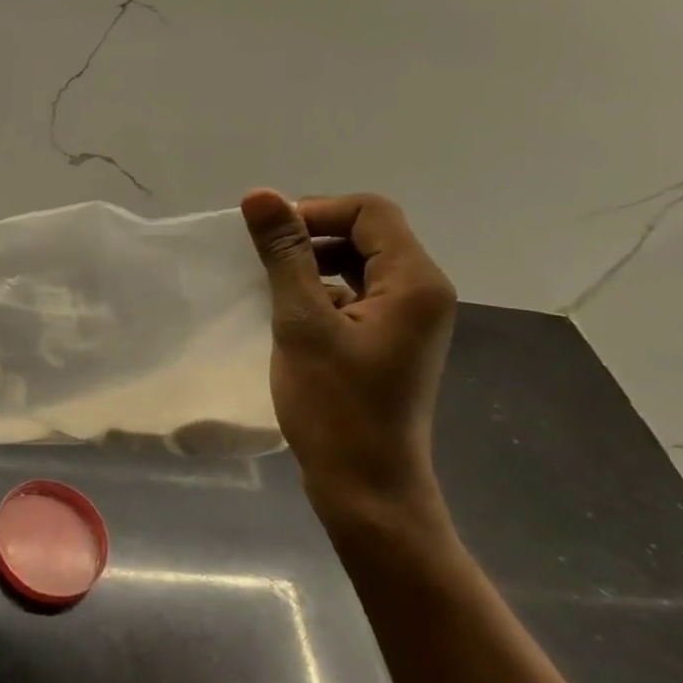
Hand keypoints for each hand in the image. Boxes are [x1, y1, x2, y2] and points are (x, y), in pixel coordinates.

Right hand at [240, 190, 457, 535]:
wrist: (366, 488)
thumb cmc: (335, 406)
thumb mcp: (302, 323)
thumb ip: (284, 255)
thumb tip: (260, 195)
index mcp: (414, 282)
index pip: (369, 212)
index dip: (316, 211)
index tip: (268, 236)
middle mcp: (422, 292)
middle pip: (368, 234)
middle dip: (313, 235)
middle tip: (263, 258)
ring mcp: (409, 319)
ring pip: (360, 264)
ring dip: (313, 263)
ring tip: (271, 285)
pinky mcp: (390, 340)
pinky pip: (357, 294)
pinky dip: (322, 291)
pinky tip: (289, 314)